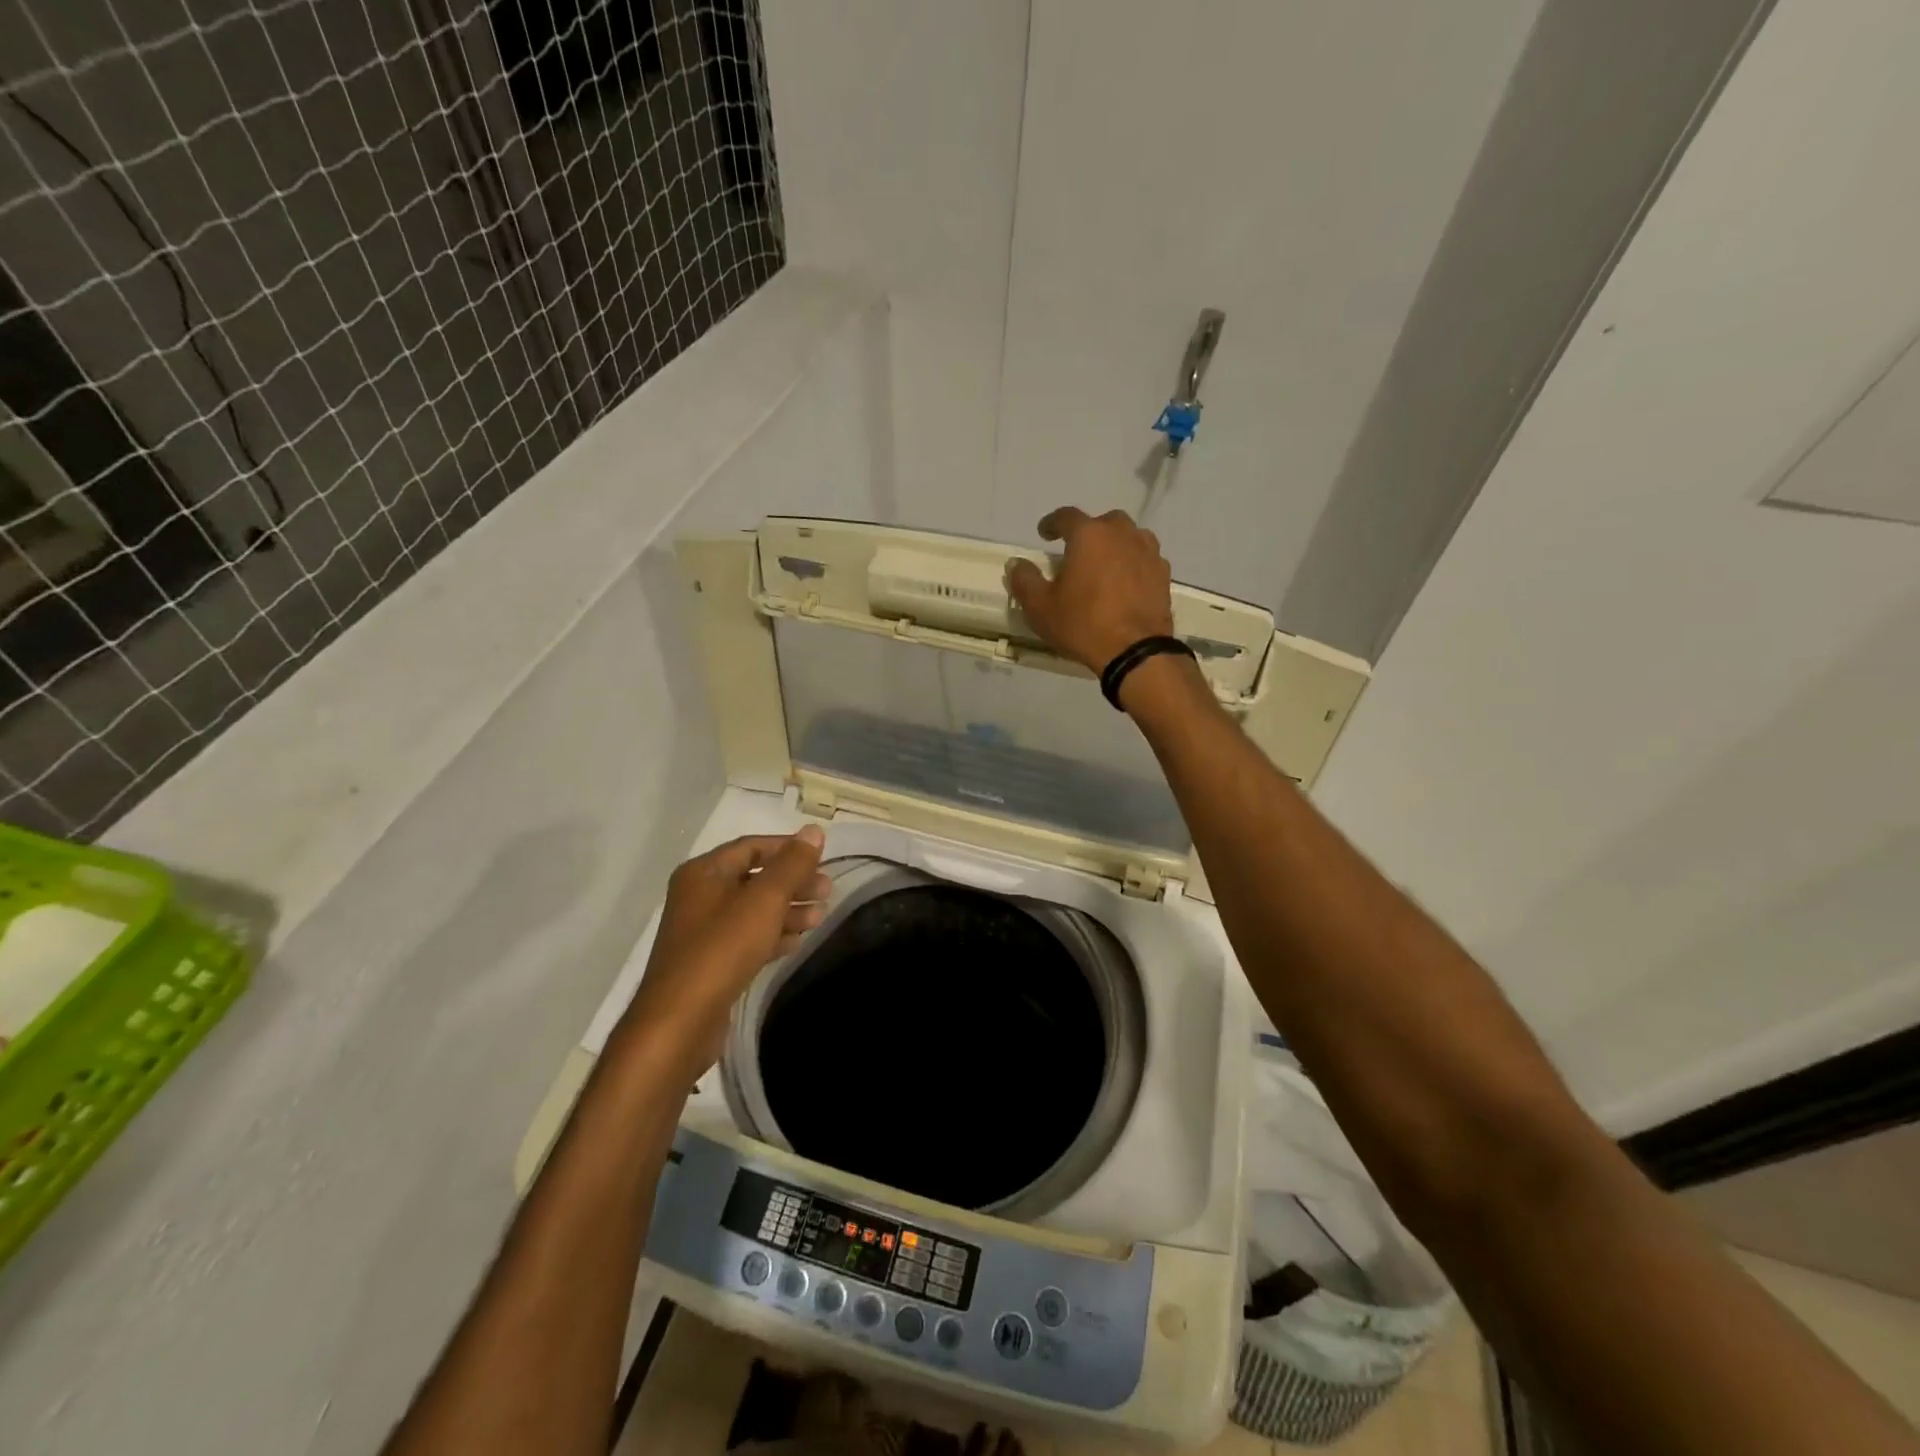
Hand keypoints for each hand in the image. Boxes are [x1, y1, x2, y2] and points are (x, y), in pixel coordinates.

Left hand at [617, 827, 829, 1075]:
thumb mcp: (764, 900)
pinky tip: (797, 942)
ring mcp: (703, 931)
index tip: (822, 858)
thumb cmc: (722, 949)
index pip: (752, 846)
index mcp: (704, 872)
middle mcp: (699, 896)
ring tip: (820, 917)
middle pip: (754, 878)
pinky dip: (773, 935)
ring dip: (788, 910)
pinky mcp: (710, 962)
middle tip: (827, 891)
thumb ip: (792, 864)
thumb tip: (814, 830)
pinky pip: (747, 938)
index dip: (788, 848)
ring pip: (753, 910)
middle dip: (793, 882)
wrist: (680, 1022)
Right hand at [1005, 507, 1175, 673]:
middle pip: (1103, 522)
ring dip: (1115, 545)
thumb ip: (1024, 580)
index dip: (1052, 523)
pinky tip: (1126, 583)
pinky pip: (1144, 559)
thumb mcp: (1040, 607)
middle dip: (1088, 532)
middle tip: (1077, 553)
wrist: (1134, 651)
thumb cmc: (1083, 624)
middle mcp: (1121, 534)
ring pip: (1129, 537)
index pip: (1066, 516)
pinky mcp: (1163, 574)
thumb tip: (1017, 564)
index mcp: (1089, 535)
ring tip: (1104, 565)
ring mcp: (1148, 552)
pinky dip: (1133, 564)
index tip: (1044, 533)